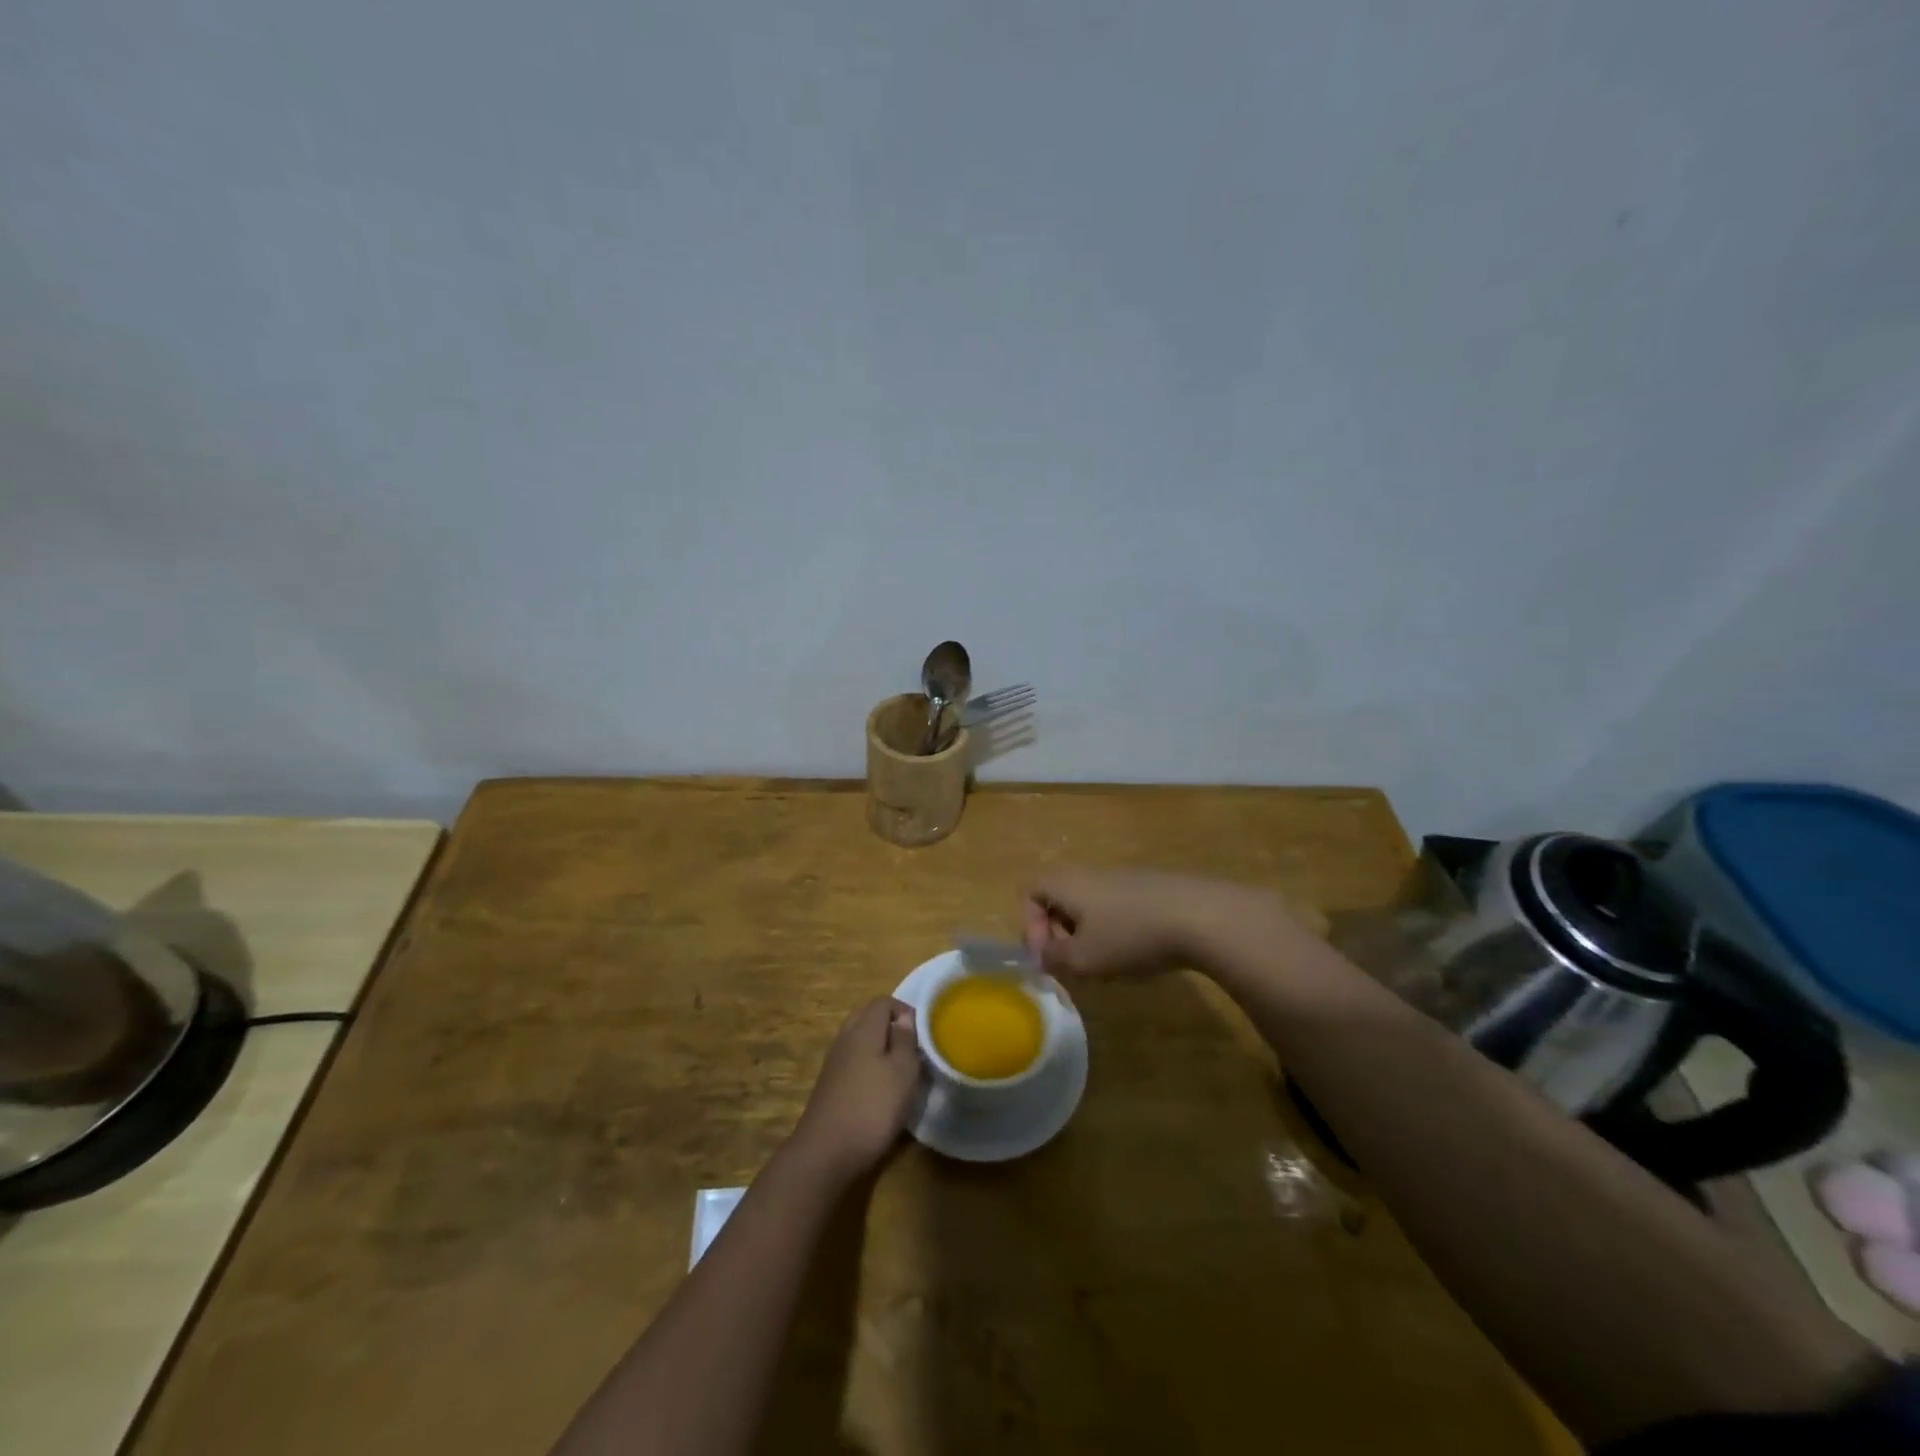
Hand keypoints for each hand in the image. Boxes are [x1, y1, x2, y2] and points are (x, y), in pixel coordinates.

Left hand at [789, 997, 921, 1181]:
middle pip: (867, 1016)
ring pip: (858, 1038)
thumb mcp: (902, 1073)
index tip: (922, 1033)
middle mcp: (845, 1038)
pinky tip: (879, 1087)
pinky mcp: (829, 1084)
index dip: (905, 1010)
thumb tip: (904, 1018)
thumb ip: (905, 1040)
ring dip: (879, 1045)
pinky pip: (852, 1059)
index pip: (883, 1002)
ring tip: (900, 1067)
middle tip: (912, 1046)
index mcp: (863, 1029)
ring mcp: (833, 1061)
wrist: (825, 1153)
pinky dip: (867, 1063)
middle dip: (890, 1025)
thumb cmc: (872, 1108)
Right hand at [1023, 868, 1286, 978]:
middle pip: (1060, 898)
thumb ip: (1054, 957)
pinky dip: (1118, 929)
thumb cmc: (1130, 936)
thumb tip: (1043, 954)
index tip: (1048, 956)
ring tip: (1107, 963)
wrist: (1200, 915)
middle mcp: (1090, 873)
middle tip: (1075, 963)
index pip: (1030, 892)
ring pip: (1090, 904)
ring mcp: (1123, 877)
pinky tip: (1139, 952)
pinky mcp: (1151, 887)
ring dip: (1089, 934)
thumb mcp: (1083, 958)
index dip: (1030, 926)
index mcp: (1067, 884)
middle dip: (1060, 933)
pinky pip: (1118, 906)